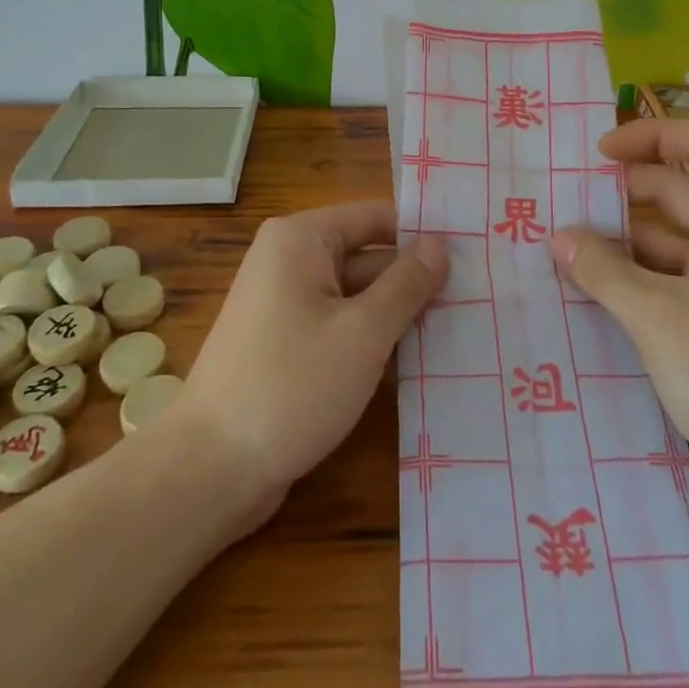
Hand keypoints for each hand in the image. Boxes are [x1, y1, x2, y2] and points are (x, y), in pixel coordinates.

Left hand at [178, 200, 447, 528]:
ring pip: (358, 297)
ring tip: (462, 331)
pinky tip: (419, 364)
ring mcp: (287, 305)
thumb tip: (441, 243)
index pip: (376, 217)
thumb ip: (406, 284)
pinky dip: (373, 341)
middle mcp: (291, 261)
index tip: (473, 255)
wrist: (210, 470)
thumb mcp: (362, 332)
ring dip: (399, 316)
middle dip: (415, 281)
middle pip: (368, 257)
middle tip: (478, 300)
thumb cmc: (290, 386)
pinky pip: (341, 327)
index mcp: (302, 239)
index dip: (421, 235)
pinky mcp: (288, 345)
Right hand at [550, 118, 688, 507]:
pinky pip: (674, 274)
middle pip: (678, 187)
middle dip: (621, 191)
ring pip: (671, 236)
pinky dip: (636, 274)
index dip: (646, 137)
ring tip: (565, 243)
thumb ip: (601, 268)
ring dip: (622, 237)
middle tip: (563, 201)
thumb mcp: (655, 314)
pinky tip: (593, 287)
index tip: (596, 155)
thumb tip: (558, 237)